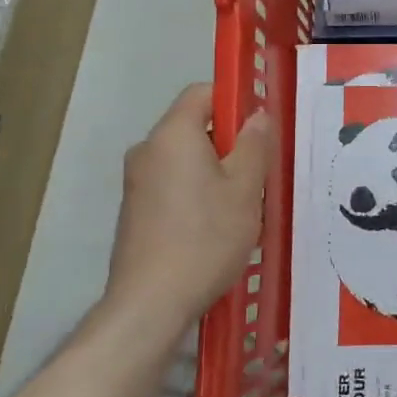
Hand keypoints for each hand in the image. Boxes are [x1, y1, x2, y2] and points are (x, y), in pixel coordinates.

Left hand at [104, 84, 274, 324]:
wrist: (150, 303)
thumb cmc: (206, 237)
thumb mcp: (244, 188)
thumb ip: (254, 144)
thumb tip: (257, 115)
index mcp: (172, 134)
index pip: (202, 93)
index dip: (235, 100)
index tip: (261, 127)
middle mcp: (147, 150)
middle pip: (194, 127)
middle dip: (230, 143)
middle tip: (260, 173)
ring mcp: (136, 182)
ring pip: (185, 160)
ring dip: (216, 172)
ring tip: (243, 206)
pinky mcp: (134, 211)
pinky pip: (172, 185)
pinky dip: (196, 193)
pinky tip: (216, 227)